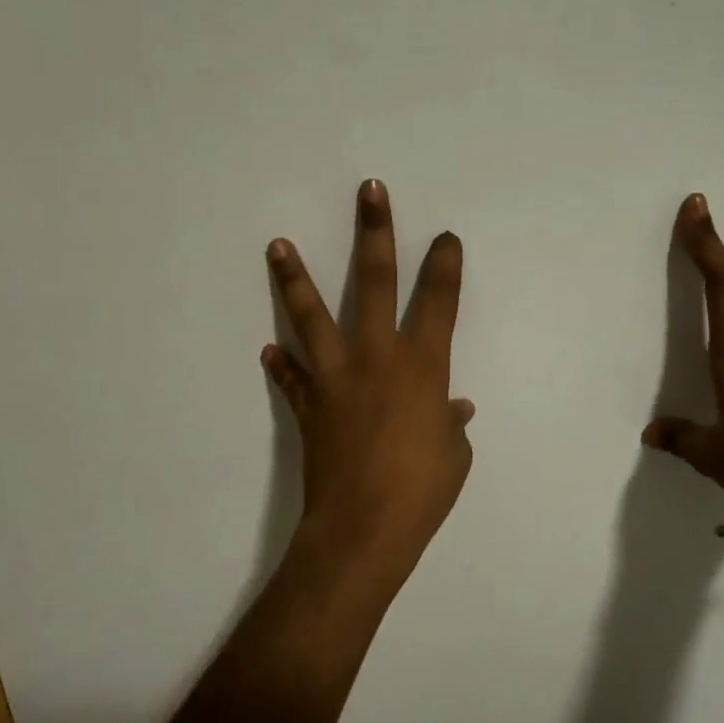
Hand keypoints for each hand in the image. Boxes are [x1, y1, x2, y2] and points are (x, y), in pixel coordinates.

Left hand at [263, 181, 473, 586]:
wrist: (362, 531)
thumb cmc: (422, 491)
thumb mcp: (454, 455)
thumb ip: (450, 424)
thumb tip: (452, 409)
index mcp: (422, 366)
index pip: (439, 301)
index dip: (445, 265)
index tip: (445, 238)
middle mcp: (378, 357)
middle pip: (375, 282)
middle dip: (375, 232)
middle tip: (369, 191)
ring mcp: (337, 377)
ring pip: (313, 316)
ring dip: (295, 278)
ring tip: (276, 244)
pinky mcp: (310, 404)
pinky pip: (292, 378)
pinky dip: (282, 366)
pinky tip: (269, 349)